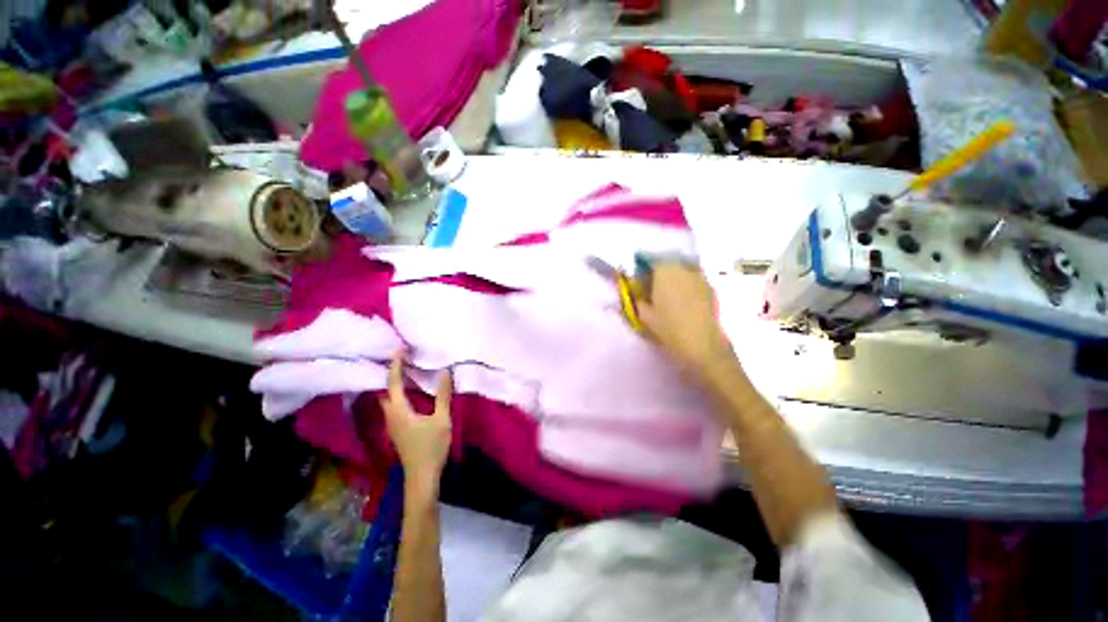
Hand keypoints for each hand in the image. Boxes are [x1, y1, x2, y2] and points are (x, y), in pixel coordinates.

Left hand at [379, 351, 452, 492]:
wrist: (421, 477)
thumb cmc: (431, 448)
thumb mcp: (441, 420)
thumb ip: (443, 396)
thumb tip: (445, 372)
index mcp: (399, 410)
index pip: (394, 382)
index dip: (396, 365)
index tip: (399, 349)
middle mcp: (390, 415)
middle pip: (386, 390)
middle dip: (392, 373)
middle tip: (403, 358)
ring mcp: (392, 424)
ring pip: (388, 399)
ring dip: (395, 384)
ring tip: (407, 370)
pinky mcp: (397, 430)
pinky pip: (393, 405)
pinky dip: (399, 394)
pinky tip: (410, 392)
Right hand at [636, 262, 738, 381]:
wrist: (702, 344)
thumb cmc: (669, 328)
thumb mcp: (644, 314)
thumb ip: (637, 298)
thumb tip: (636, 289)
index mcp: (664, 271)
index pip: (649, 259)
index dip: (642, 268)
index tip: (639, 280)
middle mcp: (683, 267)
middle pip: (667, 262)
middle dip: (658, 271)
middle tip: (652, 287)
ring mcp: (699, 276)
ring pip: (681, 269)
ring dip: (673, 277)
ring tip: (669, 294)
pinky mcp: (710, 287)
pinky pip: (693, 279)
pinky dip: (686, 284)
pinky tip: (684, 301)